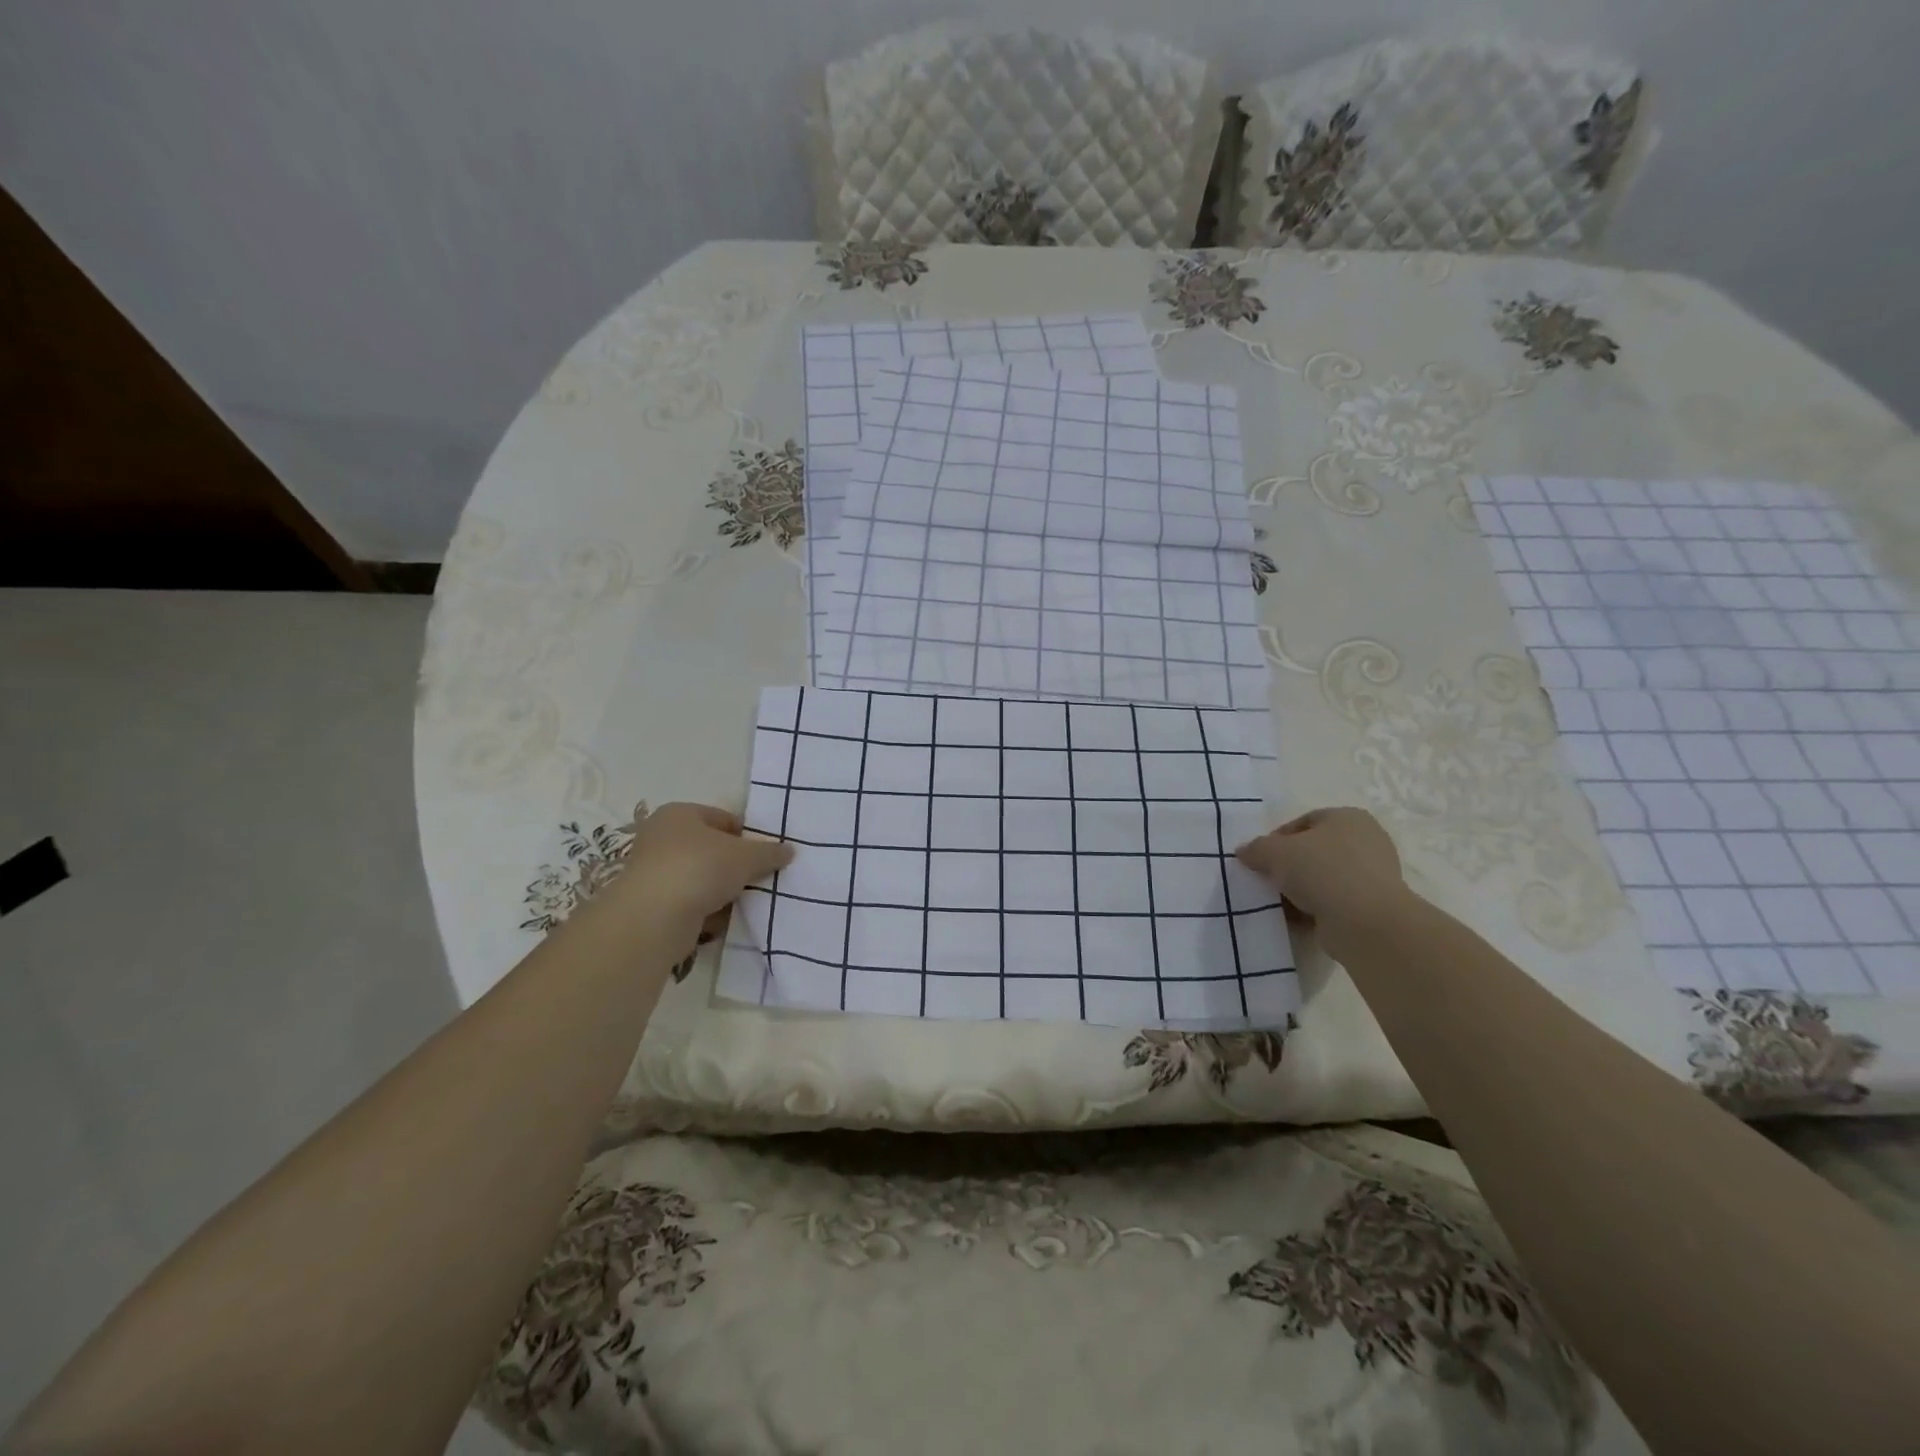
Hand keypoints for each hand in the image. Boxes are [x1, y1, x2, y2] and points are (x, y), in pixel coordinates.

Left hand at [604, 802, 792, 932]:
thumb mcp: (746, 857)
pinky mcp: (651, 903)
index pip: (723, 818)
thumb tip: (789, 850)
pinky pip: (689, 902)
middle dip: (734, 864)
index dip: (746, 835)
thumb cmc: (700, 868)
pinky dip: (706, 909)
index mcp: (679, 814)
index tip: (764, 855)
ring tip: (743, 900)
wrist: (653, 917)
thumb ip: (770, 853)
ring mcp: (653, 872)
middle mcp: (661, 837)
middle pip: (710, 848)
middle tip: (757, 878)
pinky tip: (723, 919)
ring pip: (700, 877)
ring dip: (721, 889)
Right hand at [1235, 808, 1409, 949]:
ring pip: (1323, 878)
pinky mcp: (1373, 906)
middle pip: (1313, 851)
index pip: (1303, 822)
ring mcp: (1373, 875)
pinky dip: (1315, 908)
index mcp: (1348, 817)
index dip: (1276, 839)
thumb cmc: (1322, 871)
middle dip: (1288, 866)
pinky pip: (1334, 902)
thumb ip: (1256, 848)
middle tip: (1267, 880)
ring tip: (1279, 902)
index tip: (1259, 859)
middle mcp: (1366, 841)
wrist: (1366, 922)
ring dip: (1300, 890)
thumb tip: (1244, 852)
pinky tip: (1298, 918)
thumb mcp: (1275, 852)